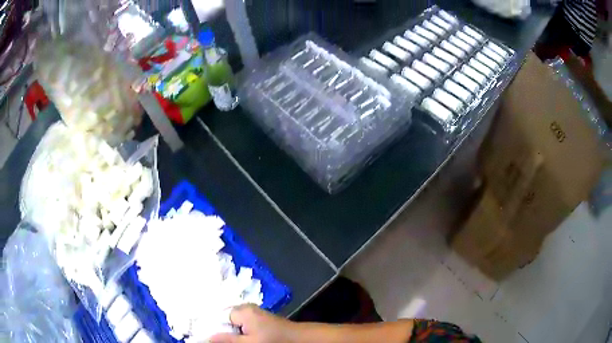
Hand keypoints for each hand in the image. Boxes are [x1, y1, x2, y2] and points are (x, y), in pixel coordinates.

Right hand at [210, 304, 295, 342]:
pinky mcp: (260, 320)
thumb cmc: (273, 340)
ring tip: (233, 339)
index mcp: (241, 310)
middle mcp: (246, 308)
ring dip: (231, 333)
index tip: (207, 337)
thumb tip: (205, 338)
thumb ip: (227, 340)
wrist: (299, 339)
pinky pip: (243, 325)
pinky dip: (240, 332)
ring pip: (234, 324)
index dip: (212, 328)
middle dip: (222, 331)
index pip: (218, 317)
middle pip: (225, 320)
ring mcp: (253, 314)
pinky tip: (242, 338)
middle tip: (217, 339)